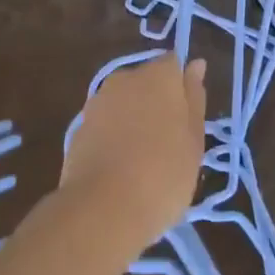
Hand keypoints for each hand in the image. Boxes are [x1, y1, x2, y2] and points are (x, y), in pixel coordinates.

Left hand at [59, 56, 207, 259]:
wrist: (103, 209)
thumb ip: (194, 98)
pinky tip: (119, 169)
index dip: (181, 88)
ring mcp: (98, 101)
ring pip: (124, 104)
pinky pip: (105, 125)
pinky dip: (113, 138)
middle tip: (168, 144)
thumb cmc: (164, 174)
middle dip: (156, 104)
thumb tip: (195, 64)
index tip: (187, 119)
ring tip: (142, 161)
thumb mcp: (194, 139)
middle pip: (147, 82)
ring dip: (133, 121)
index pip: (174, 64)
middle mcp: (125, 78)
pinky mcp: (79, 127)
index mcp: (159, 75)